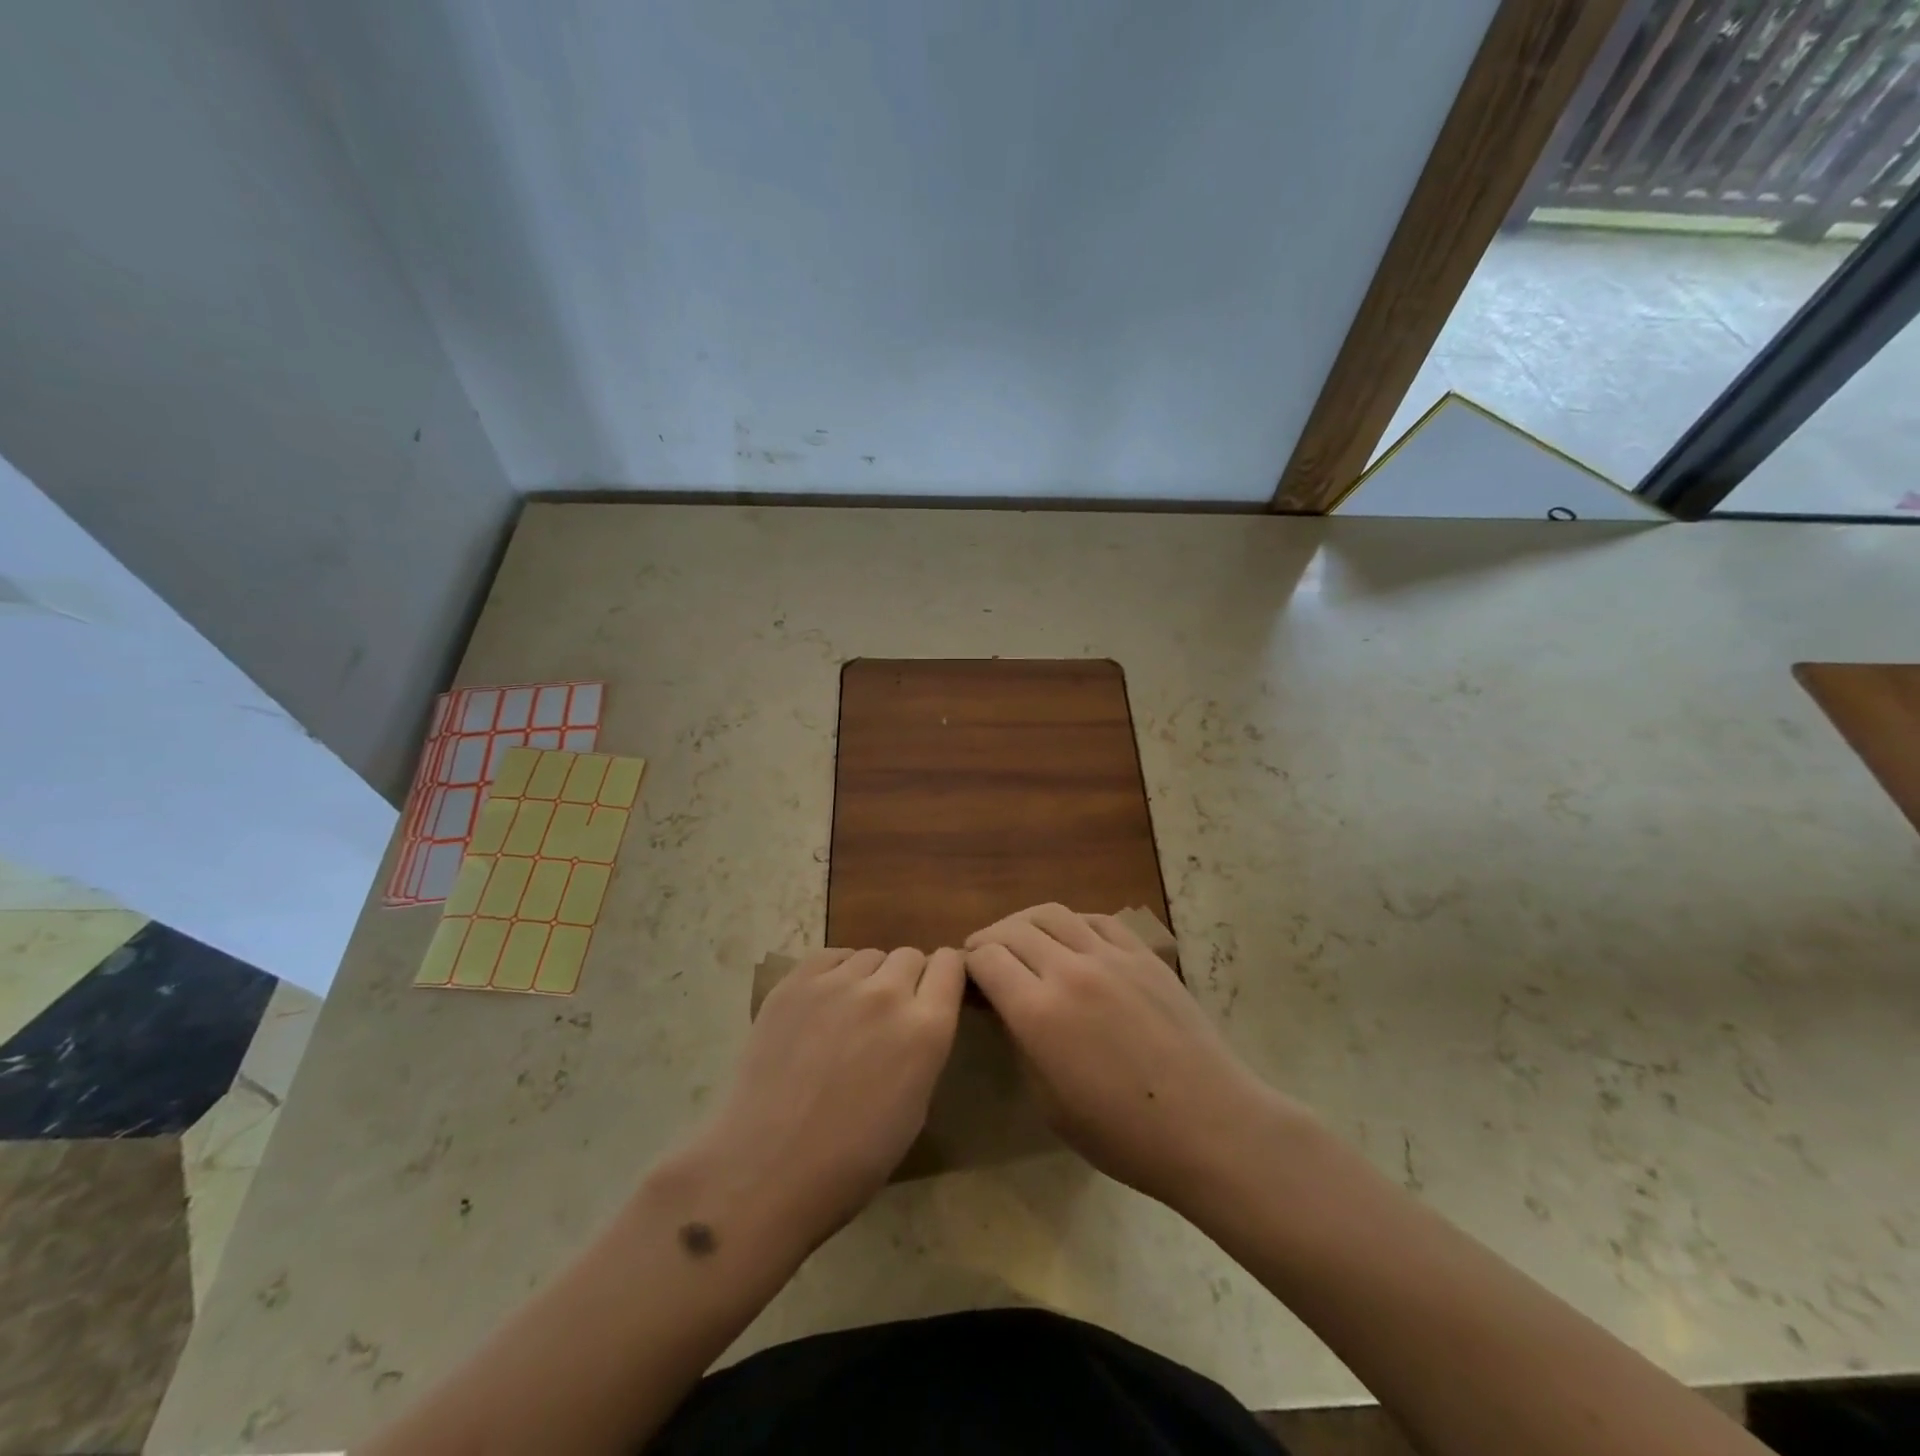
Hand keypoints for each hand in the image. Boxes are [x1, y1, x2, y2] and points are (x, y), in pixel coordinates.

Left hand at [698, 947, 964, 1244]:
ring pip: (869, 956)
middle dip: (907, 979)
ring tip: (849, 1014)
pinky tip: (822, 1005)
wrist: (766, 1171)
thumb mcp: (915, 1107)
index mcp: (926, 1029)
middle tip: (888, 1014)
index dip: (945, 975)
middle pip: (910, 956)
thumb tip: (918, 1018)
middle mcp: (887, 993)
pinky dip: (835, 973)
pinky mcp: (795, 983)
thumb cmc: (851, 1160)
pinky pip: (830, 957)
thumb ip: (923, 1046)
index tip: (935, 991)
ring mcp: (838, 983)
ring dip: (869, 978)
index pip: (951, 965)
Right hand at [965, 904, 1289, 1213]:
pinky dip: (1071, 923)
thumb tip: (1006, 1007)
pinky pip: (1096, 920)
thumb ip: (1021, 1043)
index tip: (966, 976)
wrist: (1209, 1125)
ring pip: (1053, 914)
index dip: (968, 963)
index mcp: (1038, 1013)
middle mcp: (1069, 971)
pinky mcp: (1143, 954)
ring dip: (1025, 922)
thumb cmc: (1123, 1134)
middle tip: (984, 956)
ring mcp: (1110, 956)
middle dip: (989, 939)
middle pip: (1013, 930)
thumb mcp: (1050, 1103)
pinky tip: (1069, 939)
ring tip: (1020, 938)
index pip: (986, 959)